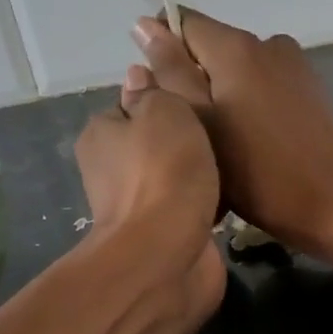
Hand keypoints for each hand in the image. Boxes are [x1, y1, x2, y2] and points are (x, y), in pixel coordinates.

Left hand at [75, 65, 221, 279]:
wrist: (167, 255)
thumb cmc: (163, 173)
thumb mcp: (163, 111)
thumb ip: (155, 92)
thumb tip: (139, 78)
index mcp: (101, 134)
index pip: (132, 105)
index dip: (165, 100)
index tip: (198, 100)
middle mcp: (111, 171)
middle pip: (153, 142)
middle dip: (182, 140)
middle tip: (222, 131)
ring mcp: (137, 208)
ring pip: (172, 178)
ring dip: (195, 174)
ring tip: (232, 163)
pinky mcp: (164, 238)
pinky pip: (188, 209)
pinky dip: (204, 205)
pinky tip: (228, 199)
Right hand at [131, 10, 332, 257]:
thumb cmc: (256, 174)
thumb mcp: (199, 125)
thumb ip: (171, 72)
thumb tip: (146, 24)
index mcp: (237, 46)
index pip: (183, 23)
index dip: (165, 54)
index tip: (166, 99)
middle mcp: (270, 43)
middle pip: (214, 48)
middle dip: (196, 81)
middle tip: (195, 134)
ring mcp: (298, 67)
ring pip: (241, 71)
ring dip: (225, 97)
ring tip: (225, 145)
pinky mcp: (314, 93)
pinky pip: (267, 87)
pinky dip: (252, 107)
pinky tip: (255, 146)